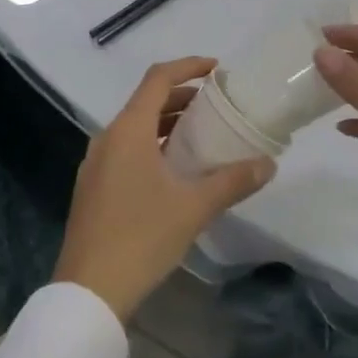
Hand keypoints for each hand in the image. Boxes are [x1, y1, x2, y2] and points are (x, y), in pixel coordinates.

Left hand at [53, 58, 276, 323]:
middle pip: (147, 101)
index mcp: (128, 130)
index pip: (158, 78)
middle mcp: (108, 137)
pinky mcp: (93, 187)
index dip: (188, 66)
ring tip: (201, 136)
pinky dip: (152, 145)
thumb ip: (232, 181)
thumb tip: (268, 164)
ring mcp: (96, 163)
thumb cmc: (141, 238)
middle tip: (216, 106)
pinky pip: (126, 149)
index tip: (217, 69)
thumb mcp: (193, 208)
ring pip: (136, 127)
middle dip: (182, 97)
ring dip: (167, 124)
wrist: (89, 291)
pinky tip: (174, 171)